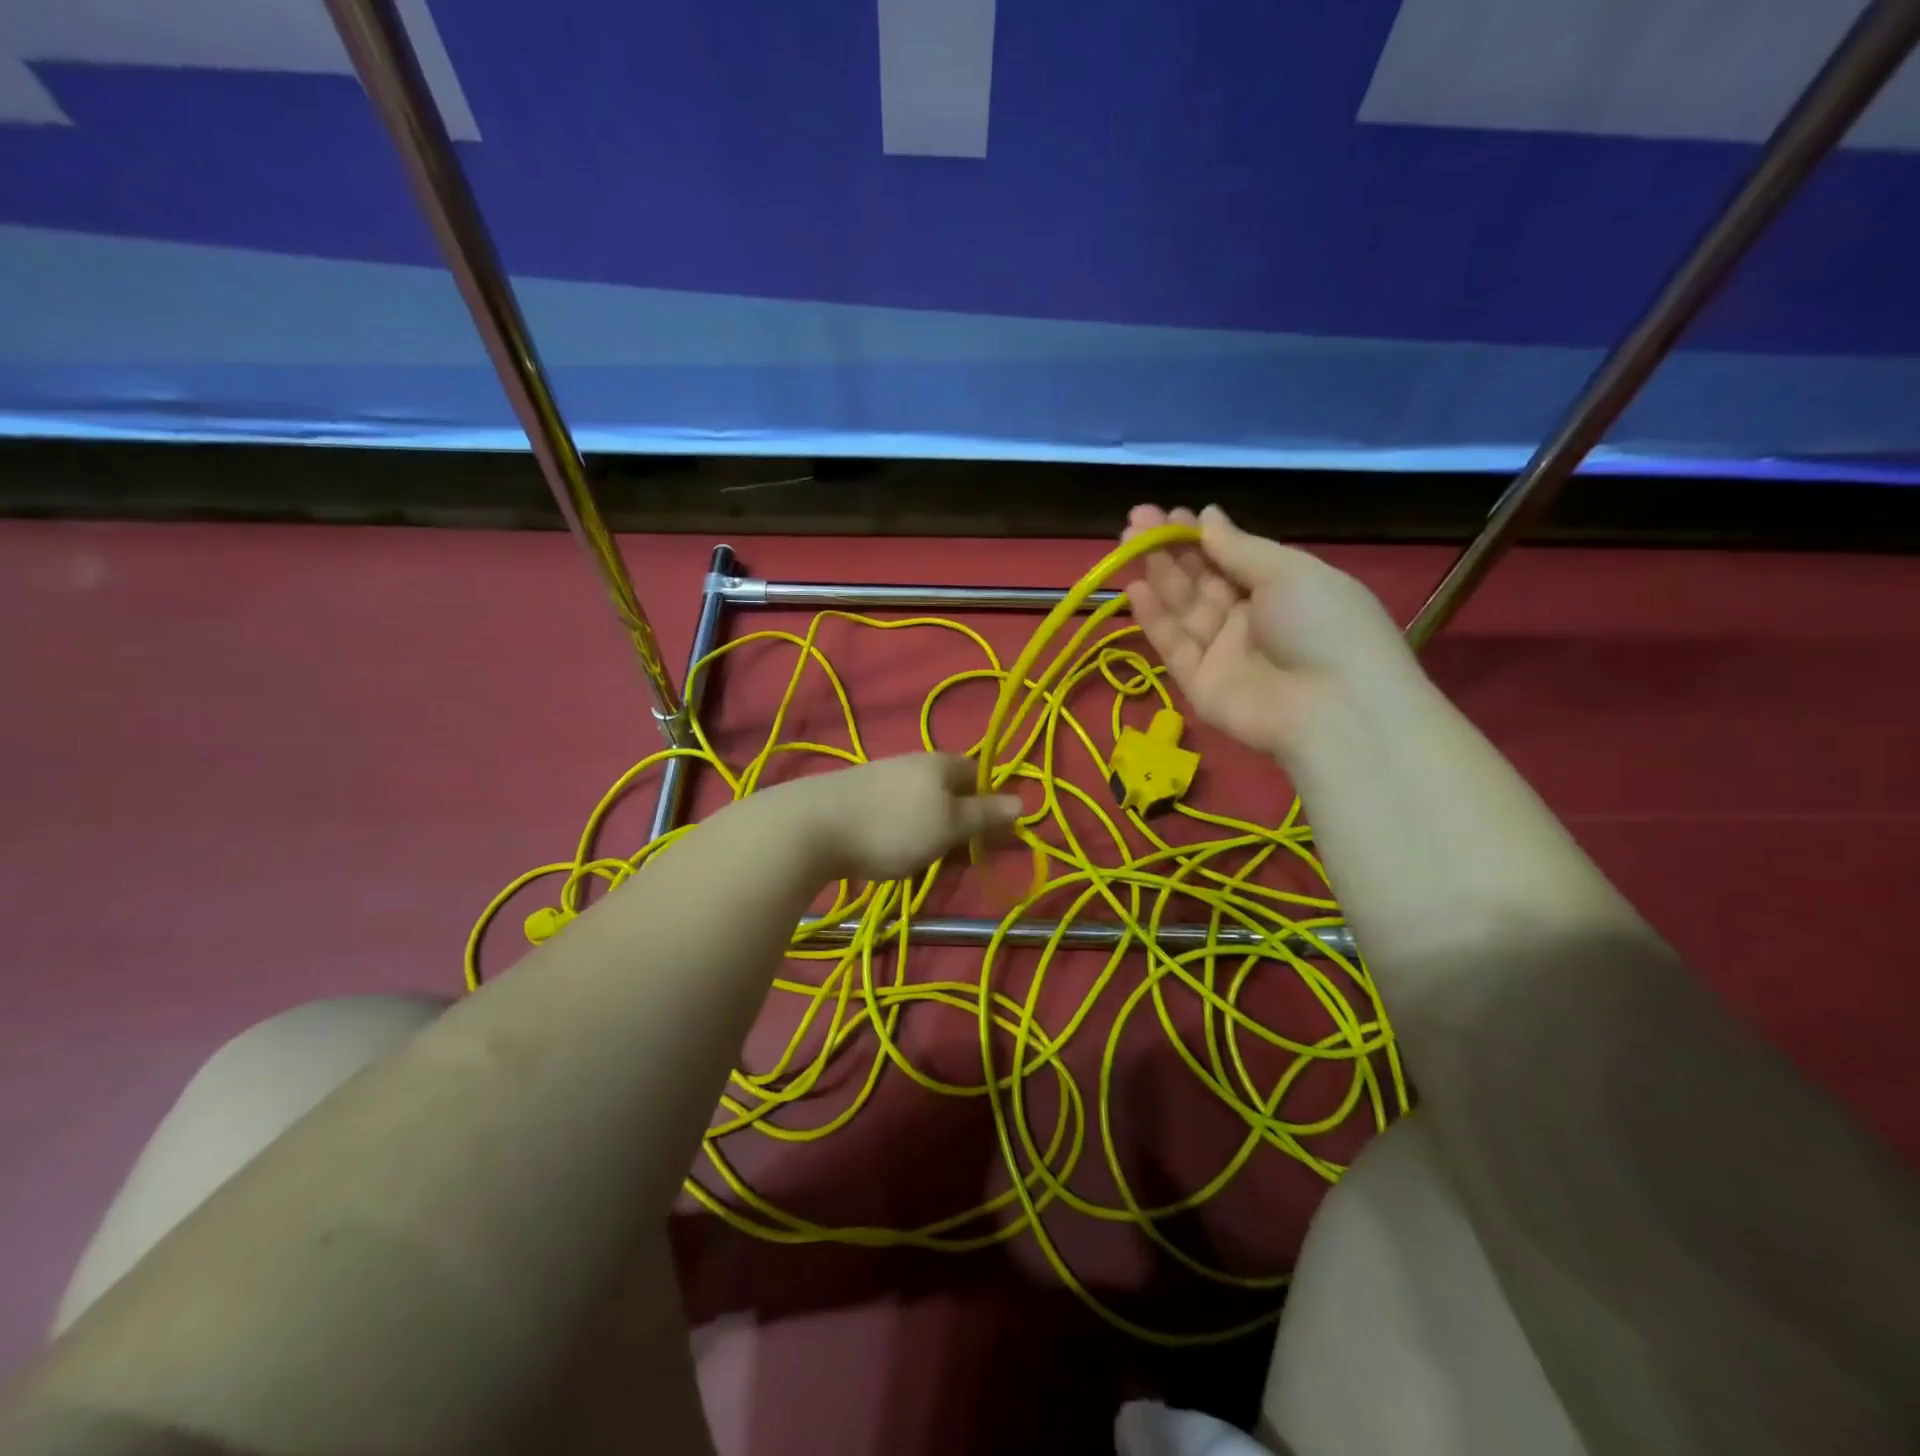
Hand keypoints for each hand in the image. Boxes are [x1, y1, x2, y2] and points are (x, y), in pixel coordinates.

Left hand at [787, 753, 1022, 881]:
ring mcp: (879, 777)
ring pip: (919, 802)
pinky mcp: (853, 796)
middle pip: (948, 788)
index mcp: (940, 763)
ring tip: (922, 861)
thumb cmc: (894, 826)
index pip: (978, 772)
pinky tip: (889, 852)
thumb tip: (1023, 801)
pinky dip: (899, 831)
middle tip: (957, 857)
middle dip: (958, 821)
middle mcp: (911, 762)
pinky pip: (891, 812)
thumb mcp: (949, 826)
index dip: (990, 801)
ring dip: (928, 829)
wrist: (812, 826)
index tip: (990, 837)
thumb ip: (984, 815)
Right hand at [1122, 504, 1419, 758]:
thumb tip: (1207, 516)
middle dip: (1170, 550)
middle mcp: (1249, 620)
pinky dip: (1155, 619)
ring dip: (1157, 576)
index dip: (1200, 537)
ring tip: (1128, 543)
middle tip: (1137, 520)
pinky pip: (1174, 647)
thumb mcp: (1288, 572)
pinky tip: (1135, 588)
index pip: (1231, 559)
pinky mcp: (1200, 685)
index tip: (1170, 514)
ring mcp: (1223, 654)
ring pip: (1183, 610)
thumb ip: (1239, 548)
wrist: (1333, 708)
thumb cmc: (1323, 624)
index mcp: (1281, 590)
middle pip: (1201, 581)